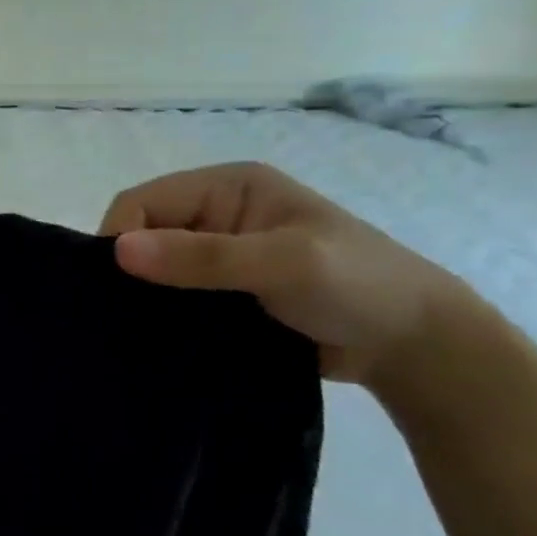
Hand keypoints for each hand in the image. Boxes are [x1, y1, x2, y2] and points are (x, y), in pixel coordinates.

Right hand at [99, 161, 480, 387]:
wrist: (419, 348)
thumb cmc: (359, 287)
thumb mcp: (283, 263)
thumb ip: (202, 256)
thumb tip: (118, 251)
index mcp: (227, 187)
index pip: (142, 201)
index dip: (120, 237)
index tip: (117, 286)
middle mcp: (216, 213)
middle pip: (142, 232)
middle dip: (130, 268)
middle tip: (126, 313)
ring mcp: (219, 253)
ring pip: (153, 267)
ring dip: (145, 294)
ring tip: (139, 328)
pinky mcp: (222, 290)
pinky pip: (172, 294)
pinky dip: (161, 312)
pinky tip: (159, 334)